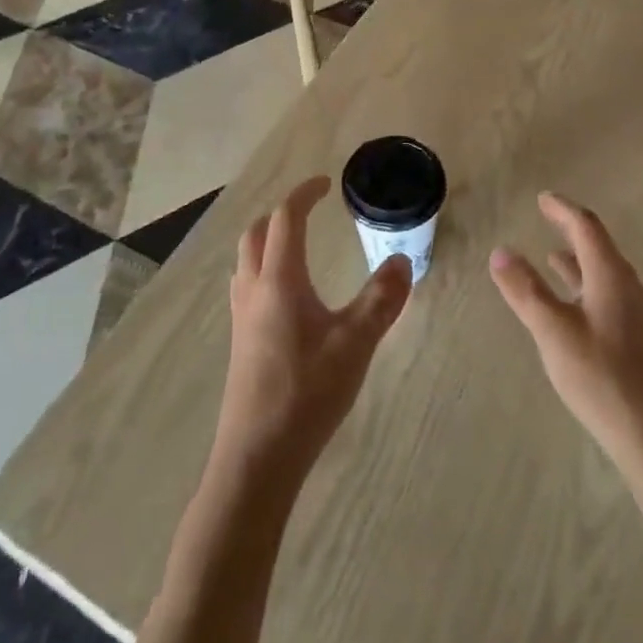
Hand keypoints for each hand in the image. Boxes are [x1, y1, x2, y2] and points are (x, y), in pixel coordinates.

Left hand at [214, 176, 411, 482]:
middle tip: (313, 212)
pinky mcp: (240, 342)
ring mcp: (242, 317)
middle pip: (258, 233)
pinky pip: (246, 285)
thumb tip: (401, 261)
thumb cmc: (306, 393)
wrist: (256, 458)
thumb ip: (381, 299)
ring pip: (247, 259)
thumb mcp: (355, 344)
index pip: (286, 218)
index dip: (304, 194)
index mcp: (279, 280)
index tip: (326, 184)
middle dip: (283, 214)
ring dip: (269, 240)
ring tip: (299, 246)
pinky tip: (286, 295)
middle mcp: (254, 289)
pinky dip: (264, 269)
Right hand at [490, 193, 642, 476]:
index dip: (562, 210)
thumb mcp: (554, 331)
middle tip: (548, 216)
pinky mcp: (634, 340)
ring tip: (553, 255)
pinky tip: (571, 305)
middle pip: (598, 246)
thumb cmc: (603, 378)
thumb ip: (526, 290)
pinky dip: (583, 286)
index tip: (542, 198)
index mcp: (610, 276)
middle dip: (571, 229)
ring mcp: (633, 315)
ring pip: (602, 274)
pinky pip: (604, 295)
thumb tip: (500, 251)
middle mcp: (626, 287)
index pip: (585, 227)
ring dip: (577, 259)